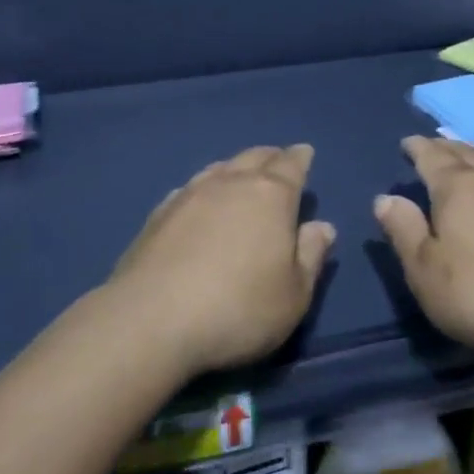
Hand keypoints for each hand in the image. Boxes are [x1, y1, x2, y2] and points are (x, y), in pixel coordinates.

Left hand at [105, 144, 334, 377]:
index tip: (305, 152)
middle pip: (254, 158)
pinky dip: (203, 188)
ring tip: (241, 175)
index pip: (291, 165)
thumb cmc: (238, 309)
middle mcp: (230, 184)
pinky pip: (189, 188)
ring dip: (235, 168)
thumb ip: (311, 256)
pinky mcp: (158, 215)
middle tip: (278, 160)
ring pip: (219, 168)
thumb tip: (322, 226)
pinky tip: (199, 200)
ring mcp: (189, 195)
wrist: (151, 321)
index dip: (300, 158)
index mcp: (271, 196)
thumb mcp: (294, 295)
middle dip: (270, 157)